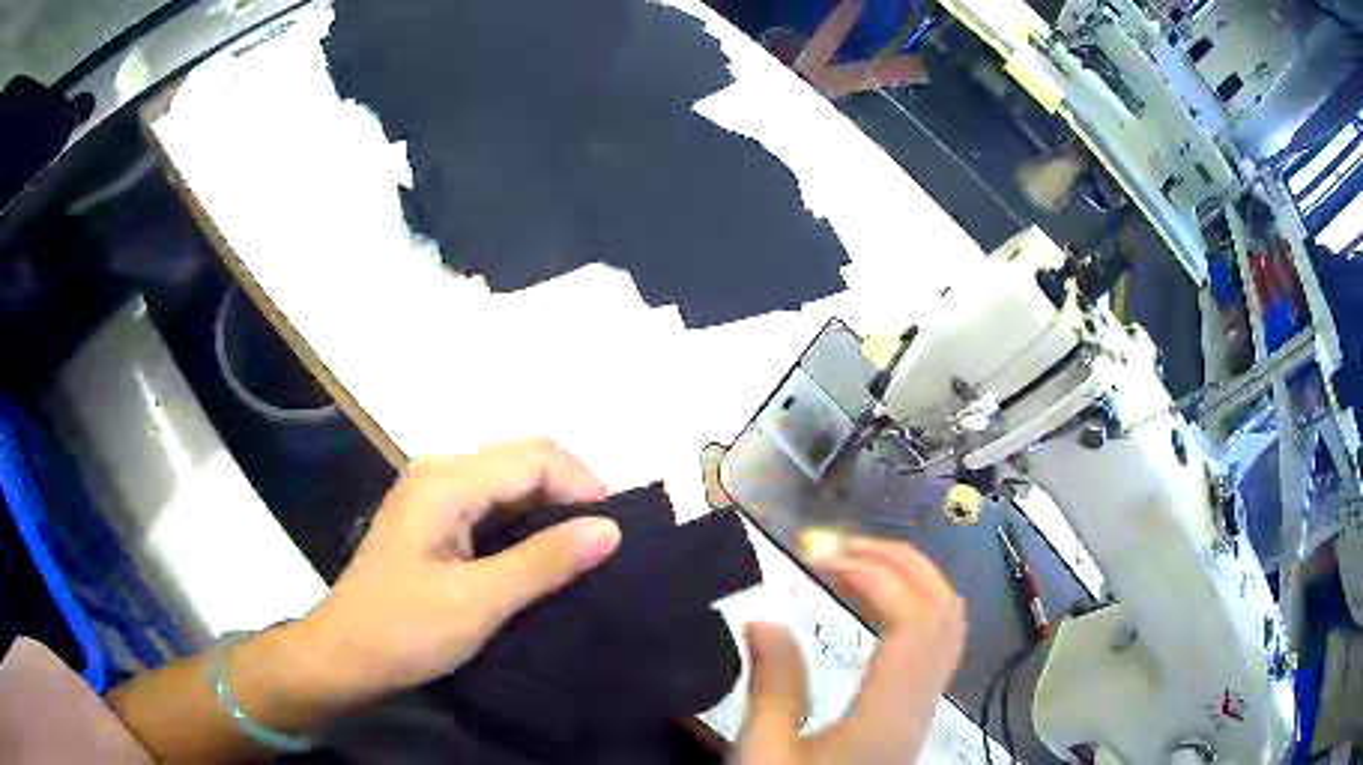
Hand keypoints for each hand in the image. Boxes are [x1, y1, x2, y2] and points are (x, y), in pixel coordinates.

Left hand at [292, 438, 621, 705]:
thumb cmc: (404, 630)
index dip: (583, 487)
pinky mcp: (435, 522)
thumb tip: (610, 529)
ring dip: (550, 510)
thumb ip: (544, 561)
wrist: (343, 657)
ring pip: (510, 483)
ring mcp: (435, 497)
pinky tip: (542, 558)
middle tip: (602, 546)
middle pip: (523, 460)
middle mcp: (440, 474)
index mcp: (447, 481)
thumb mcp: (479, 601)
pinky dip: (525, 525)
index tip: (614, 537)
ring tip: (582, 554)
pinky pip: (493, 507)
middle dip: (570, 493)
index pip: (535, 458)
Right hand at [734, 539, 966, 764]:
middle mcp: (921, 700)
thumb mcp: (766, 754)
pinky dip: (921, 602)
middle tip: (838, 546)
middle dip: (896, 561)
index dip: (874, 574)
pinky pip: (943, 639)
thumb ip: (771, 686)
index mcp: (887, 712)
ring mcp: (927, 702)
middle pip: (942, 608)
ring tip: (860, 562)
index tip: (820, 557)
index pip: (910, 619)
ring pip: (951, 620)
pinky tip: (884, 604)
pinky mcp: (920, 708)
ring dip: (913, 577)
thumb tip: (765, 617)